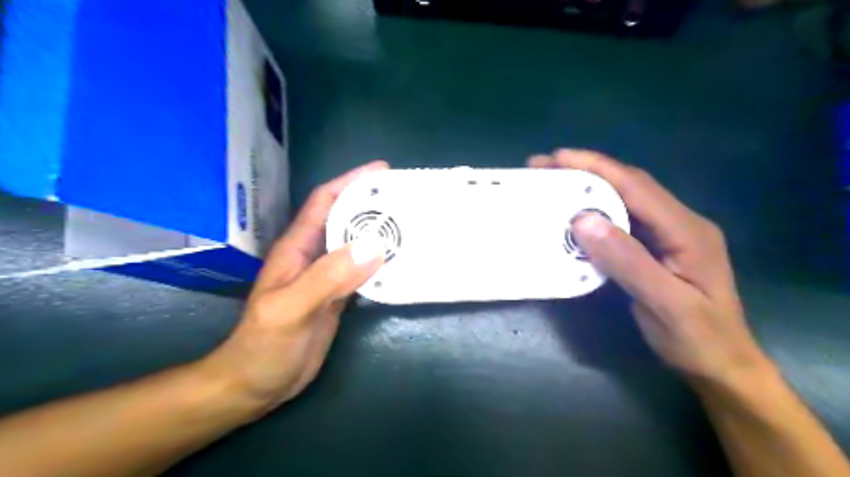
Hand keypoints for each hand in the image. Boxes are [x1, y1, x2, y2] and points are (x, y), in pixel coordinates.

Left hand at [201, 161, 387, 416]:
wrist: (256, 384)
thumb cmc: (263, 346)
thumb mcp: (291, 309)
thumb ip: (328, 277)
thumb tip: (373, 246)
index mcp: (297, 248)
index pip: (325, 202)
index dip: (351, 182)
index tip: (383, 171)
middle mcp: (314, 256)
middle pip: (346, 220)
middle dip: (374, 205)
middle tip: (408, 199)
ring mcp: (328, 277)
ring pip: (358, 245)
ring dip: (382, 234)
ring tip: (413, 226)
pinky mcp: (339, 297)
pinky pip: (364, 272)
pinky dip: (383, 264)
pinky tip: (402, 264)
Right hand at [529, 150, 774, 388]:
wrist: (721, 365)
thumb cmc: (697, 338)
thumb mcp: (664, 303)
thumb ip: (627, 260)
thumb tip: (583, 220)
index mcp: (688, 230)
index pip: (637, 187)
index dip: (597, 168)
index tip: (558, 157)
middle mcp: (679, 222)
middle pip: (629, 185)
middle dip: (587, 171)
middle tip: (545, 166)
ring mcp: (667, 234)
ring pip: (624, 200)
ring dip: (588, 188)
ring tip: (553, 183)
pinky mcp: (655, 247)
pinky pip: (621, 221)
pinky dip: (594, 212)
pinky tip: (574, 213)